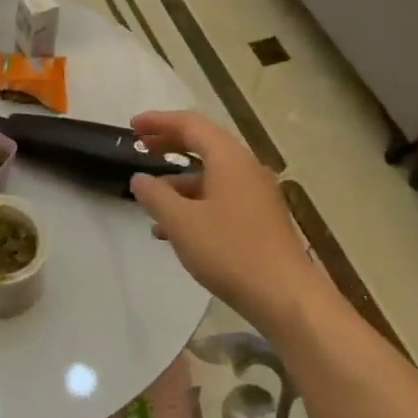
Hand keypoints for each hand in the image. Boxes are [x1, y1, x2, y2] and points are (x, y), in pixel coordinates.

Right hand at [128, 112, 322, 329]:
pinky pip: (221, 197)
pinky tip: (174, 230)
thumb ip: (155, 196)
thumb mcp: (181, 222)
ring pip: (211, 175)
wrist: (284, 295)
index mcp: (229, 159)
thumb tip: (139, 179)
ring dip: (179, 182)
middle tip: (140, 148)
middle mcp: (246, 168)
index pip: (190, 125)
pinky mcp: (260, 218)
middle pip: (204, 145)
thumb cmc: (229, 251)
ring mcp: (256, 194)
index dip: (159, 121)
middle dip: (169, 145)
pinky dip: (195, 203)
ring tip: (150, 200)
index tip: (132, 128)